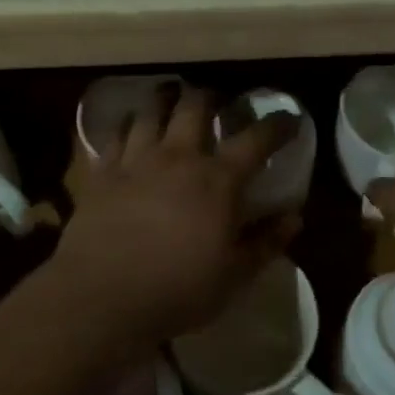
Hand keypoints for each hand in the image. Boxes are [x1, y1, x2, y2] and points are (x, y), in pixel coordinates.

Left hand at [51, 84, 301, 347]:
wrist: (101, 297)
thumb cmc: (177, 290)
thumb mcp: (233, 275)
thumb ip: (266, 242)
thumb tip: (293, 217)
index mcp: (217, 180)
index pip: (256, 139)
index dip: (277, 125)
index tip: (288, 118)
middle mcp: (178, 156)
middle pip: (196, 105)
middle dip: (210, 97)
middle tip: (216, 102)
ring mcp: (137, 160)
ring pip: (152, 110)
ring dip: (165, 100)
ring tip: (170, 100)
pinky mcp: (103, 172)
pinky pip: (116, 134)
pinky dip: (128, 125)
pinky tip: (131, 129)